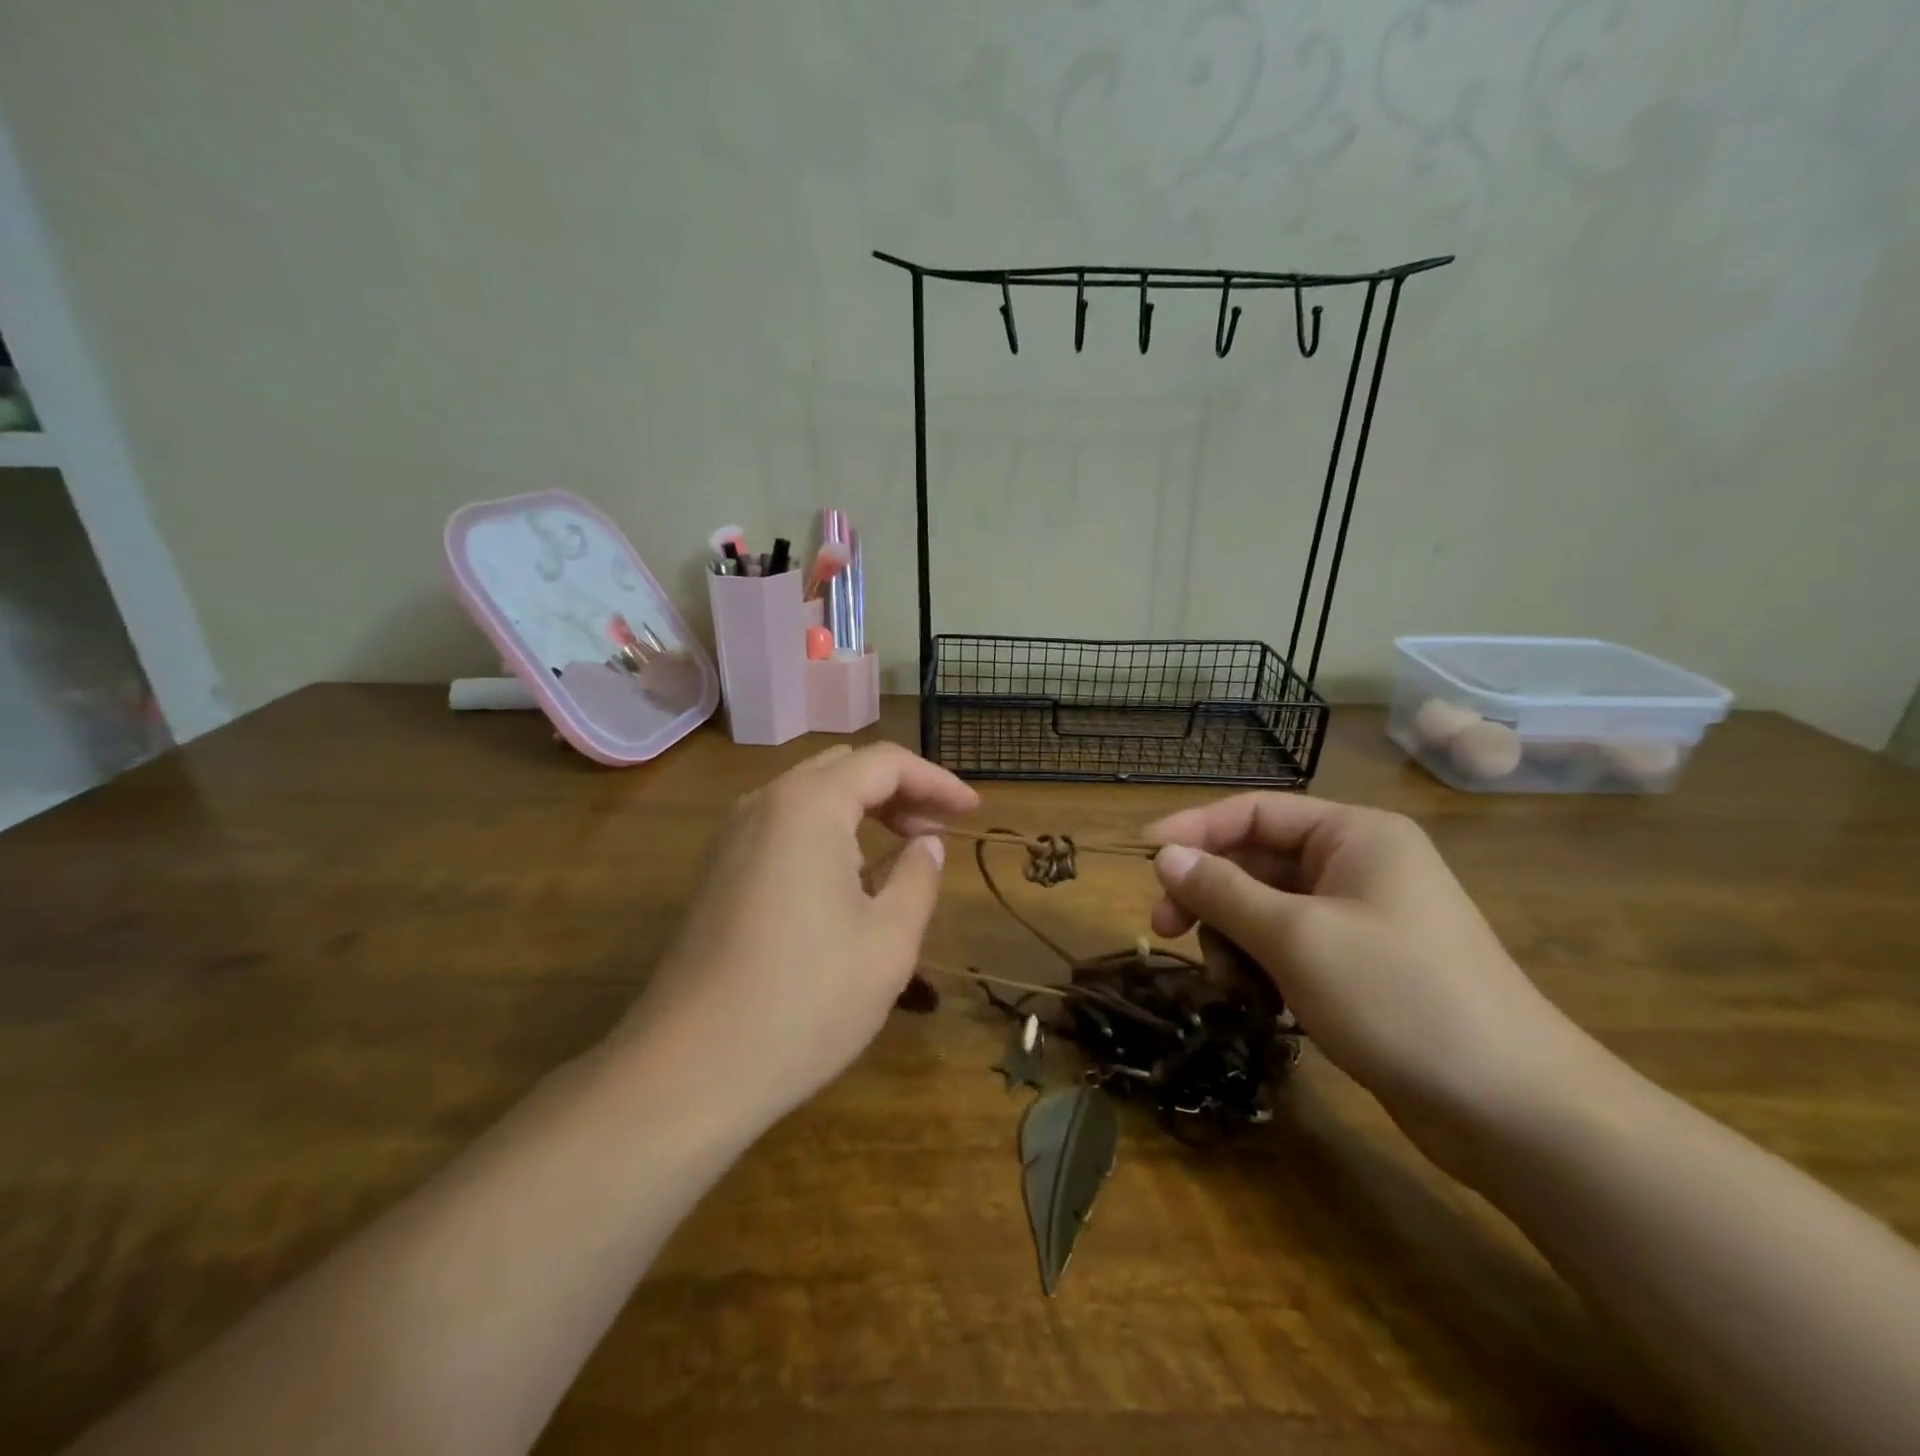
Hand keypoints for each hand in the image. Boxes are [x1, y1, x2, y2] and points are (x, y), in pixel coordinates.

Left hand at [620, 744, 978, 1130]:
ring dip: (863, 809)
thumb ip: (919, 877)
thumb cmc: (805, 1001)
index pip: (884, 763)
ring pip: (811, 795)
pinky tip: (850, 877)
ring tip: (903, 850)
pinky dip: (828, 831)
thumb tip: (926, 845)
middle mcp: (765, 804)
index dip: (936, 781)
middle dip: (899, 789)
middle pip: (844, 769)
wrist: (690, 1071)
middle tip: (938, 830)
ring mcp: (733, 837)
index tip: (972, 812)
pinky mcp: (719, 871)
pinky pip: (784, 826)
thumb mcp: (889, 941)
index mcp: (808, 805)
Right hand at [1147, 794, 1593, 1163]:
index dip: (1194, 829)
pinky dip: (1265, 969)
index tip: (1143, 854)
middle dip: (1211, 897)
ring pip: (1267, 910)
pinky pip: (1291, 948)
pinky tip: (1264, 1007)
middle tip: (1167, 931)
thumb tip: (1165, 855)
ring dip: (1236, 942)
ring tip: (1234, 988)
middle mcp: (1358, 865)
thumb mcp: (1295, 937)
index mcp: (1355, 835)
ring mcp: (1363, 918)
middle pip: (1257, 861)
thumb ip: (1222, 890)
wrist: (1515, 1110)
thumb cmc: (1399, 998)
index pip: (1254, 811)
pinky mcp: (1362, 967)